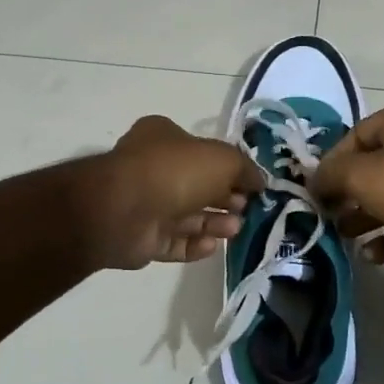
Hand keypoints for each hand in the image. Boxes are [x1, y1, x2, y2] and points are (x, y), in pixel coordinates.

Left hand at [90, 115, 265, 269]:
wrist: (124, 210)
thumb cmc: (175, 171)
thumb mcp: (222, 159)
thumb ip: (245, 169)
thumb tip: (259, 181)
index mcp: (164, 137)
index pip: (202, 151)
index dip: (229, 168)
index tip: (252, 185)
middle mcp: (152, 168)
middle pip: (197, 185)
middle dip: (224, 198)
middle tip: (247, 209)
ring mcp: (145, 204)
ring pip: (187, 215)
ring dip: (214, 223)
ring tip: (235, 229)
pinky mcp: (141, 238)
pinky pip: (173, 241)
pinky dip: (194, 244)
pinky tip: (213, 246)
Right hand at [311, 99, 383, 262]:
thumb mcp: (359, 174)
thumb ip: (329, 175)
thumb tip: (312, 182)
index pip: (354, 136)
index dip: (330, 163)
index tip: (315, 190)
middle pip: (371, 167)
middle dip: (346, 193)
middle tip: (327, 214)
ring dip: (364, 217)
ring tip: (342, 235)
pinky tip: (370, 255)